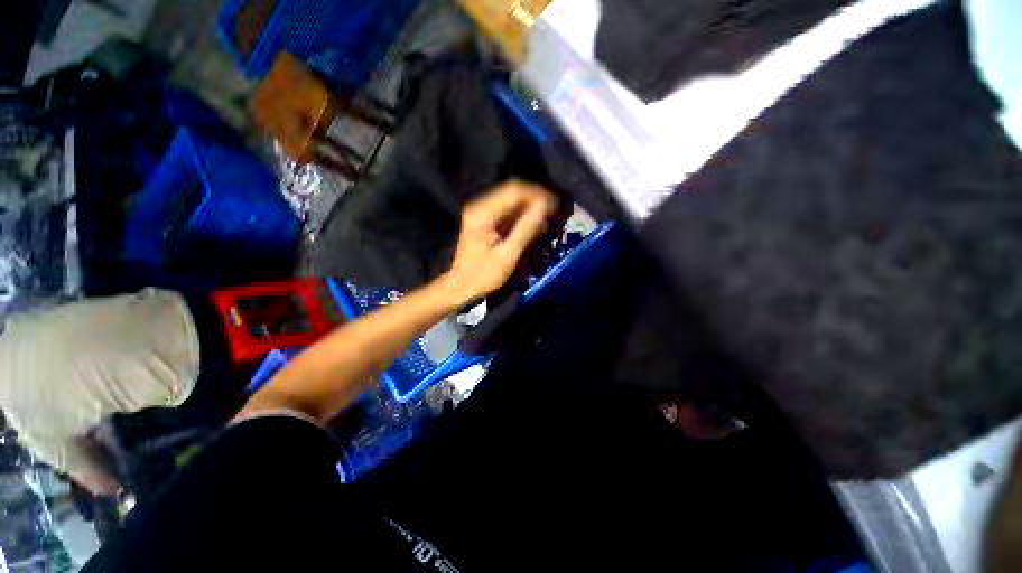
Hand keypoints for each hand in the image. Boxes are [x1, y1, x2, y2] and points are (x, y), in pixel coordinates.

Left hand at [441, 180, 556, 305]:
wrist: (461, 286)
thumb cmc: (483, 275)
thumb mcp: (507, 255)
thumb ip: (526, 229)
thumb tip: (545, 206)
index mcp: (483, 213)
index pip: (514, 191)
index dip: (537, 195)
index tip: (555, 206)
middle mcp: (481, 207)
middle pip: (513, 194)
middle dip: (535, 201)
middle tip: (554, 214)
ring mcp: (482, 213)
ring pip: (512, 202)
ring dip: (530, 210)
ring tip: (546, 222)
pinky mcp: (486, 221)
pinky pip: (508, 213)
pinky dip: (522, 218)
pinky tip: (533, 228)